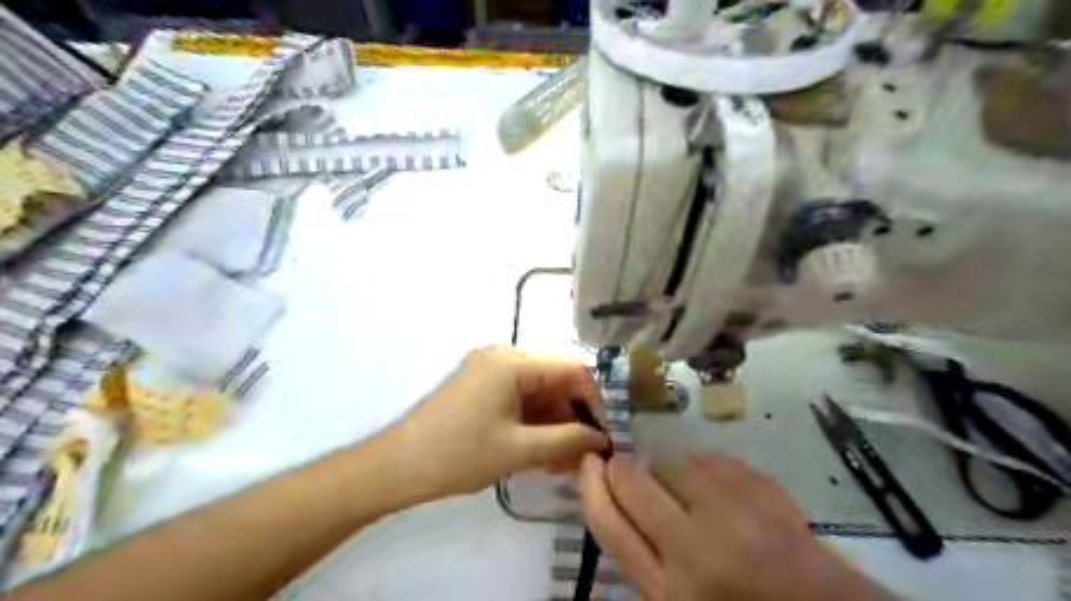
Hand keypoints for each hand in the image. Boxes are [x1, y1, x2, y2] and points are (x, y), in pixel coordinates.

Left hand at [388, 345, 605, 499]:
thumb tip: (603, 438)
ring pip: (538, 393)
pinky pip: (519, 400)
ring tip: (571, 459)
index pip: (572, 369)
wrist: (396, 467)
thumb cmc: (458, 454)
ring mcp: (489, 372)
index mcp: (512, 361)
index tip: (608, 433)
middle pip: (555, 380)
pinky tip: (547, 451)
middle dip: (575, 415)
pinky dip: (535, 423)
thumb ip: (568, 440)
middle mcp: (503, 357)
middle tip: (591, 451)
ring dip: (556, 422)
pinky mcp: (481, 388)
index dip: (595, 400)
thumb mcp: (519, 449)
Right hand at [578, 456, 877, 600]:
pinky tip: (712, 485)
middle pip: (632, 482)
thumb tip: (612, 504)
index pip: (608, 523)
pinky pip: (710, 458)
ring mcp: (733, 511)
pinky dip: (701, 466)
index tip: (589, 464)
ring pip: (671, 461)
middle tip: (624, 468)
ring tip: (678, 484)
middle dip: (620, 467)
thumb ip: (641, 559)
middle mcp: (696, 546)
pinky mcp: (762, 488)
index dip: (590, 486)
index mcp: (669, 589)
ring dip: (663, 467)